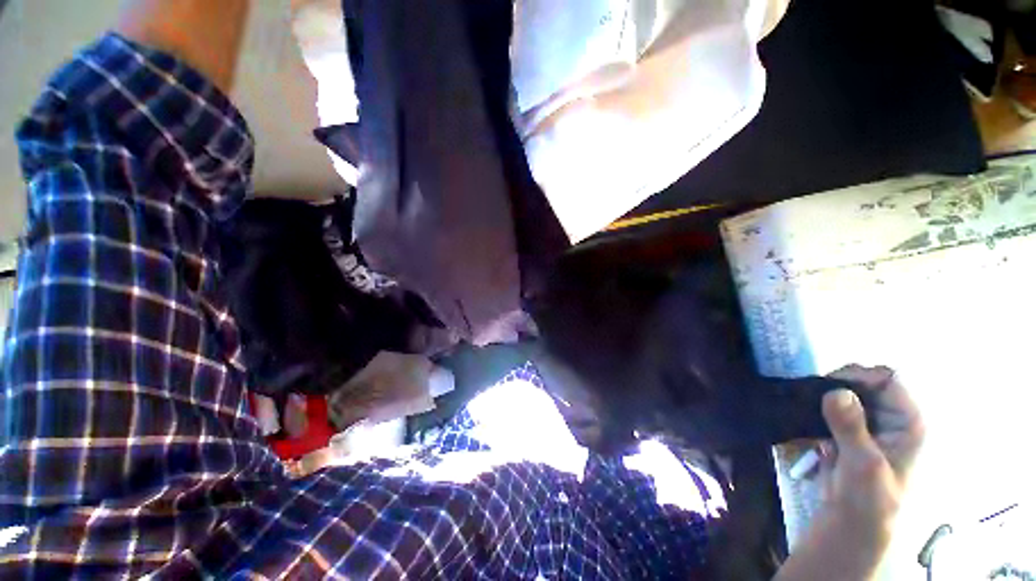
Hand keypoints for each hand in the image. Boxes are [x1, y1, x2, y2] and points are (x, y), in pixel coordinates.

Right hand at [775, 365, 924, 580]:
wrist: (853, 522)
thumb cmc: (870, 499)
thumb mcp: (863, 465)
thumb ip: (851, 428)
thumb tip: (836, 392)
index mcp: (908, 421)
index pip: (889, 379)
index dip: (860, 376)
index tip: (828, 386)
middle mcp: (891, 416)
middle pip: (865, 381)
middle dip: (837, 385)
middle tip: (812, 397)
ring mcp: (869, 422)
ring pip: (845, 391)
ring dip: (824, 395)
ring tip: (805, 405)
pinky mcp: (849, 429)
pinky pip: (832, 405)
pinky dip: (817, 405)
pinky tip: (805, 413)